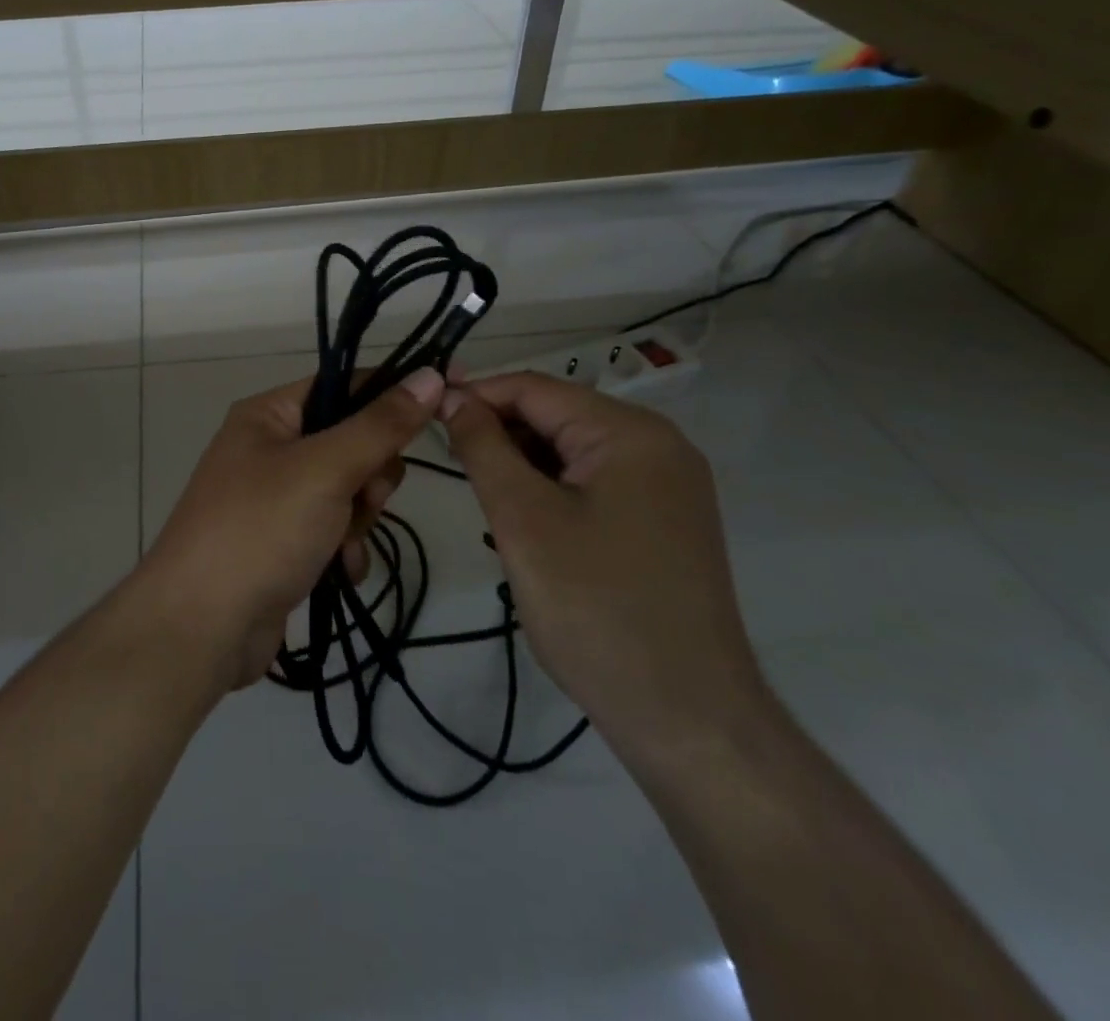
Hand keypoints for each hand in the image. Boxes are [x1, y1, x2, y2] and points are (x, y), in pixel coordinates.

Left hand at [137, 367, 445, 690]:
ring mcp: (273, 498)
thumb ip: (381, 425)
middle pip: (350, 441)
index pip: (342, 384)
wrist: (202, 627)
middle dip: (368, 475)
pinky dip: (344, 549)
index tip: (438, 413)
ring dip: (358, 518)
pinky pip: (332, 529)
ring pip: (347, 489)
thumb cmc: (261, 530)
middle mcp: (268, 448)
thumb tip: (430, 375)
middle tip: (364, 497)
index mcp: (267, 415)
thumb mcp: (325, 469)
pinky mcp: (281, 541)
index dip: (389, 396)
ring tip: (343, 544)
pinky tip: (341, 572)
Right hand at [440, 373, 764, 757]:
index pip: (535, 389)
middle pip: (557, 417)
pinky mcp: (665, 523)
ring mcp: (668, 487)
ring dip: (522, 466)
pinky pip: (594, 485)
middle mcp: (659, 447)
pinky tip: (524, 524)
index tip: (422, 411)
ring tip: (483, 501)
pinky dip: (551, 492)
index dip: (475, 394)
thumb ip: (483, 447)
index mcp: (630, 433)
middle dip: (499, 434)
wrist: (688, 719)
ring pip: (572, 453)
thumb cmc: (595, 608)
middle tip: (447, 463)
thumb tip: (453, 396)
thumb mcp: (522, 519)